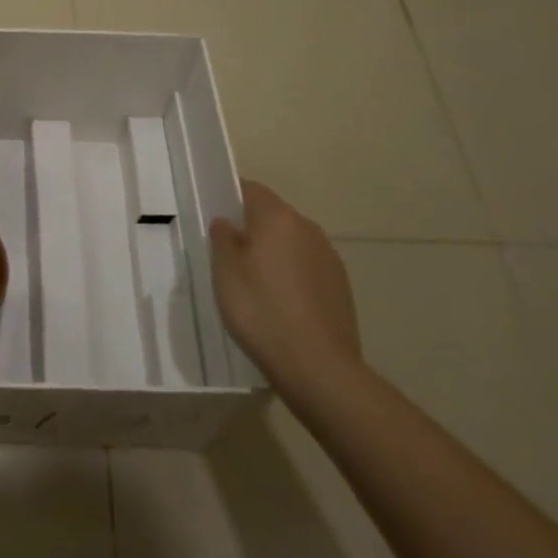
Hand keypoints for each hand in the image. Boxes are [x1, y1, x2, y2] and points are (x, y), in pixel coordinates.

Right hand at [210, 181, 362, 403]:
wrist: (318, 367)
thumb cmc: (261, 311)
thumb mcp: (225, 272)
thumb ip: (222, 238)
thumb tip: (227, 222)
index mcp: (278, 218)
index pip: (251, 190)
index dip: (231, 197)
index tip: (215, 215)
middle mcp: (308, 229)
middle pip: (274, 216)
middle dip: (252, 228)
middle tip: (229, 254)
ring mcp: (329, 258)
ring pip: (293, 243)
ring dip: (274, 253)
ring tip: (255, 283)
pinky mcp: (342, 287)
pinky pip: (308, 268)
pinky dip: (293, 276)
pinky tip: (281, 304)